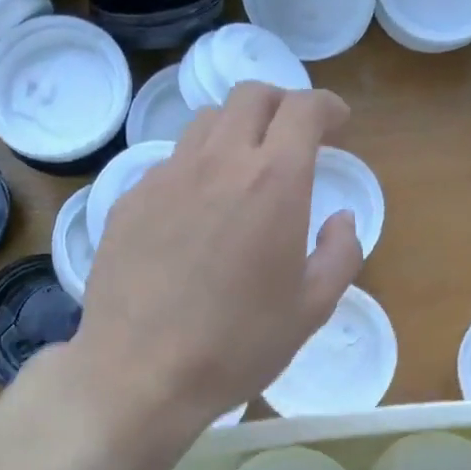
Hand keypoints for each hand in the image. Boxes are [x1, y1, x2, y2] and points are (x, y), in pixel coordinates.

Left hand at [68, 82, 363, 433]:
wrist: (141, 373)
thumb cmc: (238, 345)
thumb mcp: (312, 308)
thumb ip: (340, 253)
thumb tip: (341, 219)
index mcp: (273, 181)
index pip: (303, 109)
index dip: (326, 106)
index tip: (337, 122)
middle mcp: (218, 162)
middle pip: (250, 96)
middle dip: (281, 103)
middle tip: (293, 135)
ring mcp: (166, 176)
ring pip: (205, 122)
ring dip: (236, 130)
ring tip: (244, 168)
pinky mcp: (129, 199)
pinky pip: (170, 163)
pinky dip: (196, 167)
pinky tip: (196, 210)